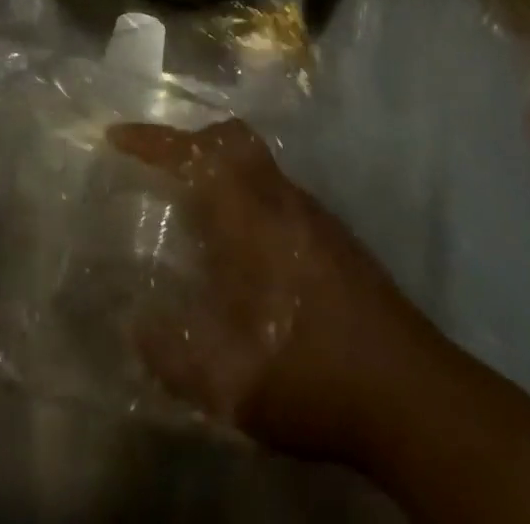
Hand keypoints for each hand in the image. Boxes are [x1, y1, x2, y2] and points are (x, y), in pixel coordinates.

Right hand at [108, 119, 440, 467]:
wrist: (411, 393)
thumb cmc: (311, 375)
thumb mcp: (228, 383)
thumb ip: (172, 353)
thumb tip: (137, 322)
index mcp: (250, 219)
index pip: (194, 155)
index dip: (152, 141)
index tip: (117, 136)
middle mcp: (281, 201)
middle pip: (233, 139)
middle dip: (191, 140)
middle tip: (159, 168)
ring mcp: (313, 215)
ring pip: (258, 164)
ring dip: (220, 168)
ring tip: (192, 212)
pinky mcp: (334, 237)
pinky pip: (276, 191)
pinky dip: (246, 196)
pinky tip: (241, 251)